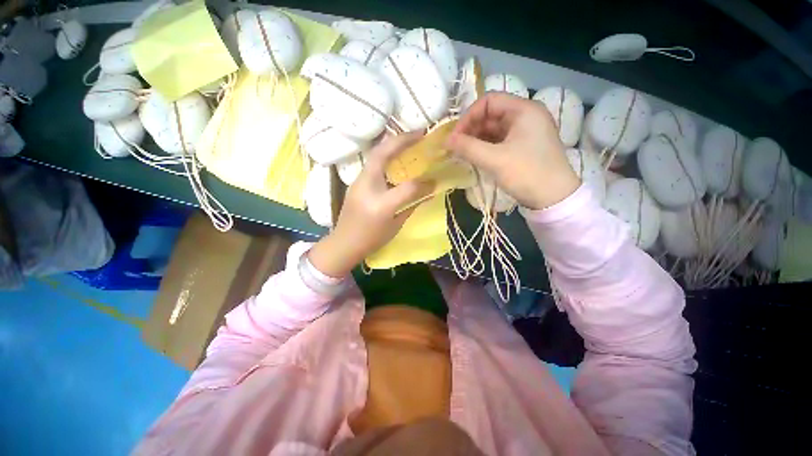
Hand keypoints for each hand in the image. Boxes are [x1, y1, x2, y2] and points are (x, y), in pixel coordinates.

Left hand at [308, 133, 434, 277]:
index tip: (434, 180)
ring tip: (408, 140)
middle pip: (382, 154)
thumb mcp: (396, 226)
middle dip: (402, 140)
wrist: (343, 244)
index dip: (424, 183)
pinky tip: (395, 156)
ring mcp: (358, 181)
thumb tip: (428, 191)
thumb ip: (412, 205)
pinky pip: (372, 163)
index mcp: (381, 205)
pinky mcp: (355, 181)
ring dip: (392, 144)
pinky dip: (385, 155)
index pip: (408, 187)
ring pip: (375, 154)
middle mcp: (367, 188)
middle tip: (419, 134)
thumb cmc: (372, 239)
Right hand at [445, 93, 579, 209]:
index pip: (489, 101)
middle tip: (456, 148)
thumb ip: (468, 148)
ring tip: (463, 154)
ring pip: (494, 129)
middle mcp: (526, 116)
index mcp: (524, 110)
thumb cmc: (527, 173)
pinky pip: (500, 141)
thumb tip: (446, 140)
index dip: (468, 117)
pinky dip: (486, 147)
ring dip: (477, 140)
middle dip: (471, 130)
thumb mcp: (494, 160)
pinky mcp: (524, 146)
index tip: (455, 137)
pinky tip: (475, 157)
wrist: (554, 198)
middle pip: (491, 115)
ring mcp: (526, 132)